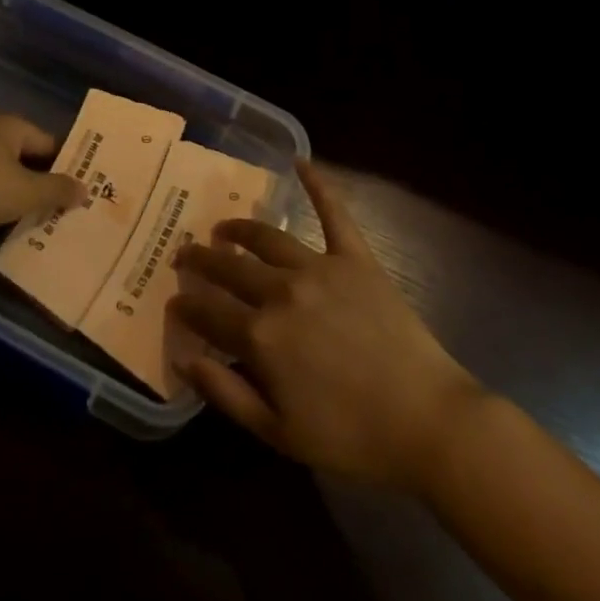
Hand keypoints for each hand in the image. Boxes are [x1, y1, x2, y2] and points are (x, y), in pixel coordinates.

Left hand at [0, 115, 86, 255]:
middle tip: (63, 207)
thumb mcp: (28, 192)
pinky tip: (3, 225)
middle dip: (41, 181)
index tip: (80, 188)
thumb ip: (58, 190)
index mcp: (8, 125)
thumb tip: (85, 189)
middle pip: (24, 157)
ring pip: (0, 175)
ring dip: (16, 195)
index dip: (66, 164)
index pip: (48, 142)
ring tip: (38, 221)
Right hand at [169, 163, 482, 492]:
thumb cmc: (351, 437)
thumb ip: (226, 394)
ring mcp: (320, 268)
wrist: (426, 422)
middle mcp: (282, 291)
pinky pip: (334, 214)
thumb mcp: (278, 433)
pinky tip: (300, 163)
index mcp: (260, 336)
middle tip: (184, 254)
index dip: (185, 307)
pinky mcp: (356, 259)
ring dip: (239, 229)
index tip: (173, 301)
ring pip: (267, 238)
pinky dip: (318, 185)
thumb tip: (185, 360)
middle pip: (230, 268)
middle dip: (201, 260)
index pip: (208, 313)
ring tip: (223, 227)